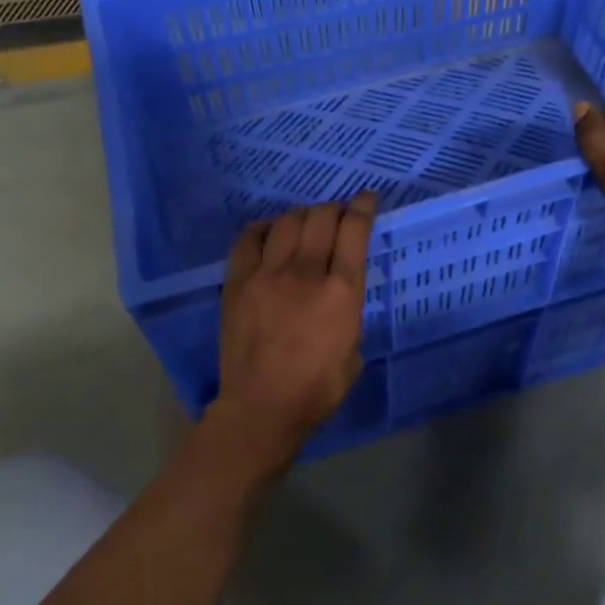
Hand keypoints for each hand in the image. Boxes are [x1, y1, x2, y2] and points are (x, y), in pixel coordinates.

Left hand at [215, 194, 376, 454]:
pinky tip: (269, 234)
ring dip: (301, 217)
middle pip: (321, 217)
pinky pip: (249, 238)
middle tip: (335, 217)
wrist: (261, 407)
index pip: (354, 231)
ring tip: (304, 227)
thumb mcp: (354, 350)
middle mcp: (307, 273)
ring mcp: (268, 274)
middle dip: (333, 209)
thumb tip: (339, 292)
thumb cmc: (317, 389)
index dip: (362, 207)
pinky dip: (264, 229)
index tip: (366, 198)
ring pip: (287, 221)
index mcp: (342, 292)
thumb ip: (349, 311)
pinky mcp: (238, 281)